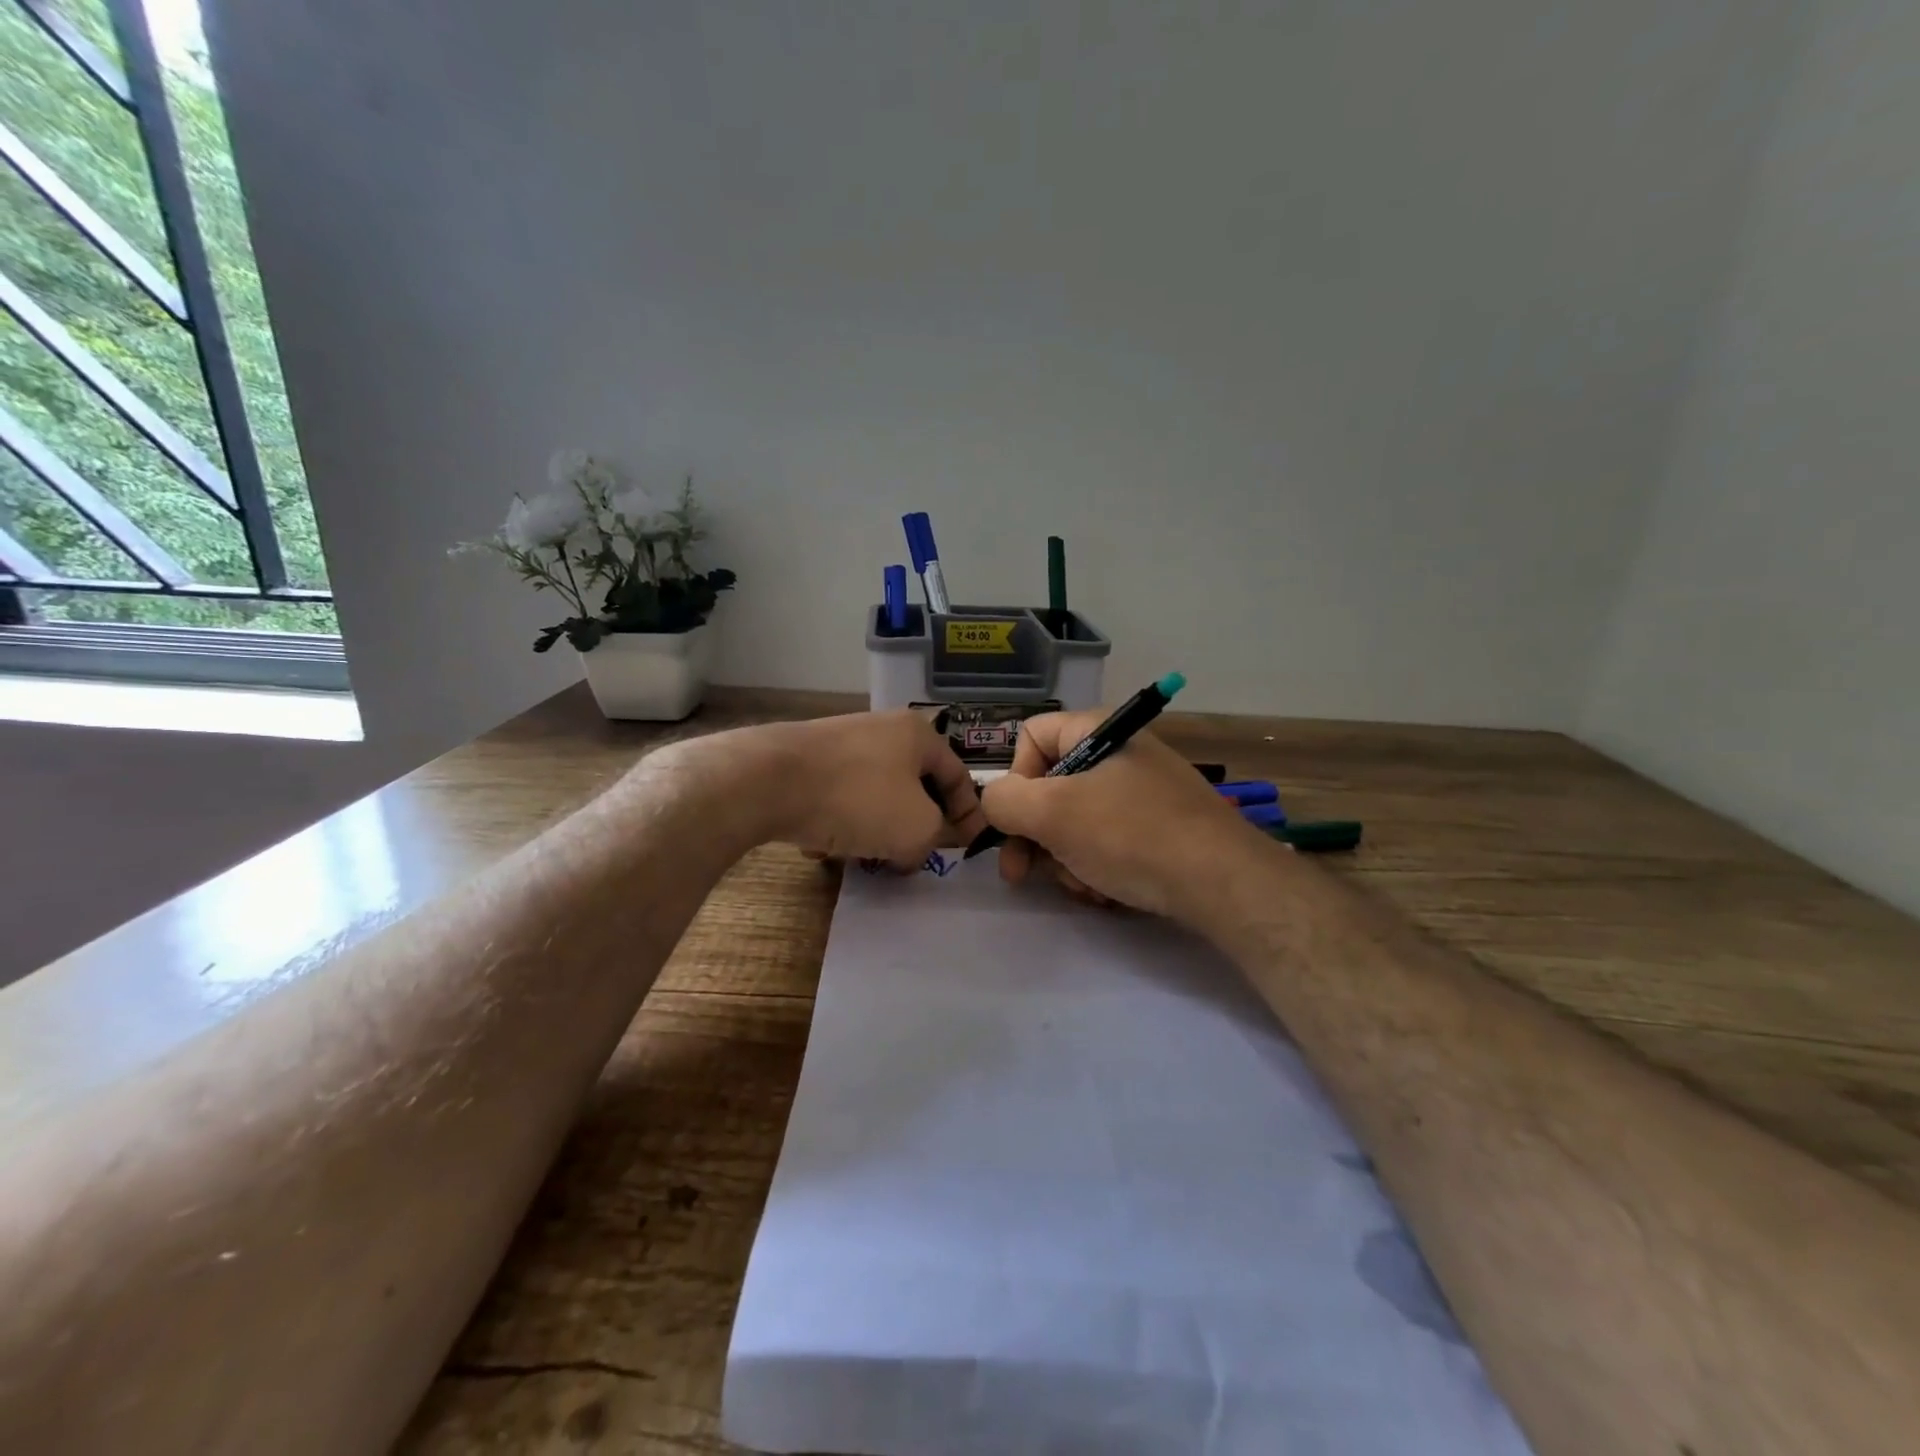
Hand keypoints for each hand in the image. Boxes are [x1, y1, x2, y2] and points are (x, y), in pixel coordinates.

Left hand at [757, 711, 987, 866]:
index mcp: (919, 735)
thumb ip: (935, 838)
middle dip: (916, 826)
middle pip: (914, 786)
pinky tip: (823, 846)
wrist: (768, 780)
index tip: (964, 849)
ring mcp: (842, 742)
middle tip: (913, 857)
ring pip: (875, 794)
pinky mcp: (807, 759)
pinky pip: (838, 796)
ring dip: (876, 829)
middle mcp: (883, 729)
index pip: (958, 777)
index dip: (968, 816)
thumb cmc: (858, 799)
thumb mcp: (916, 828)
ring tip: (864, 856)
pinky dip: (839, 822)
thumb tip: (917, 847)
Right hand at [979, 709, 1256, 918]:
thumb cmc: (1129, 835)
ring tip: (1084, 886)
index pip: (1031, 737)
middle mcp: (1120, 753)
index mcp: (1098, 730)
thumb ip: (1004, 801)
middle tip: (1024, 875)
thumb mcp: (1053, 813)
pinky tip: (1108, 891)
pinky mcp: (1160, 826)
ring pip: (1077, 820)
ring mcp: (1143, 790)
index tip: (1016, 823)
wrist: (1222, 882)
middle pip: (1051, 786)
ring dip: (1066, 858)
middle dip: (1036, 835)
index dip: (1014, 780)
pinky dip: (1098, 866)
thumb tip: (994, 803)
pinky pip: (1109, 839)